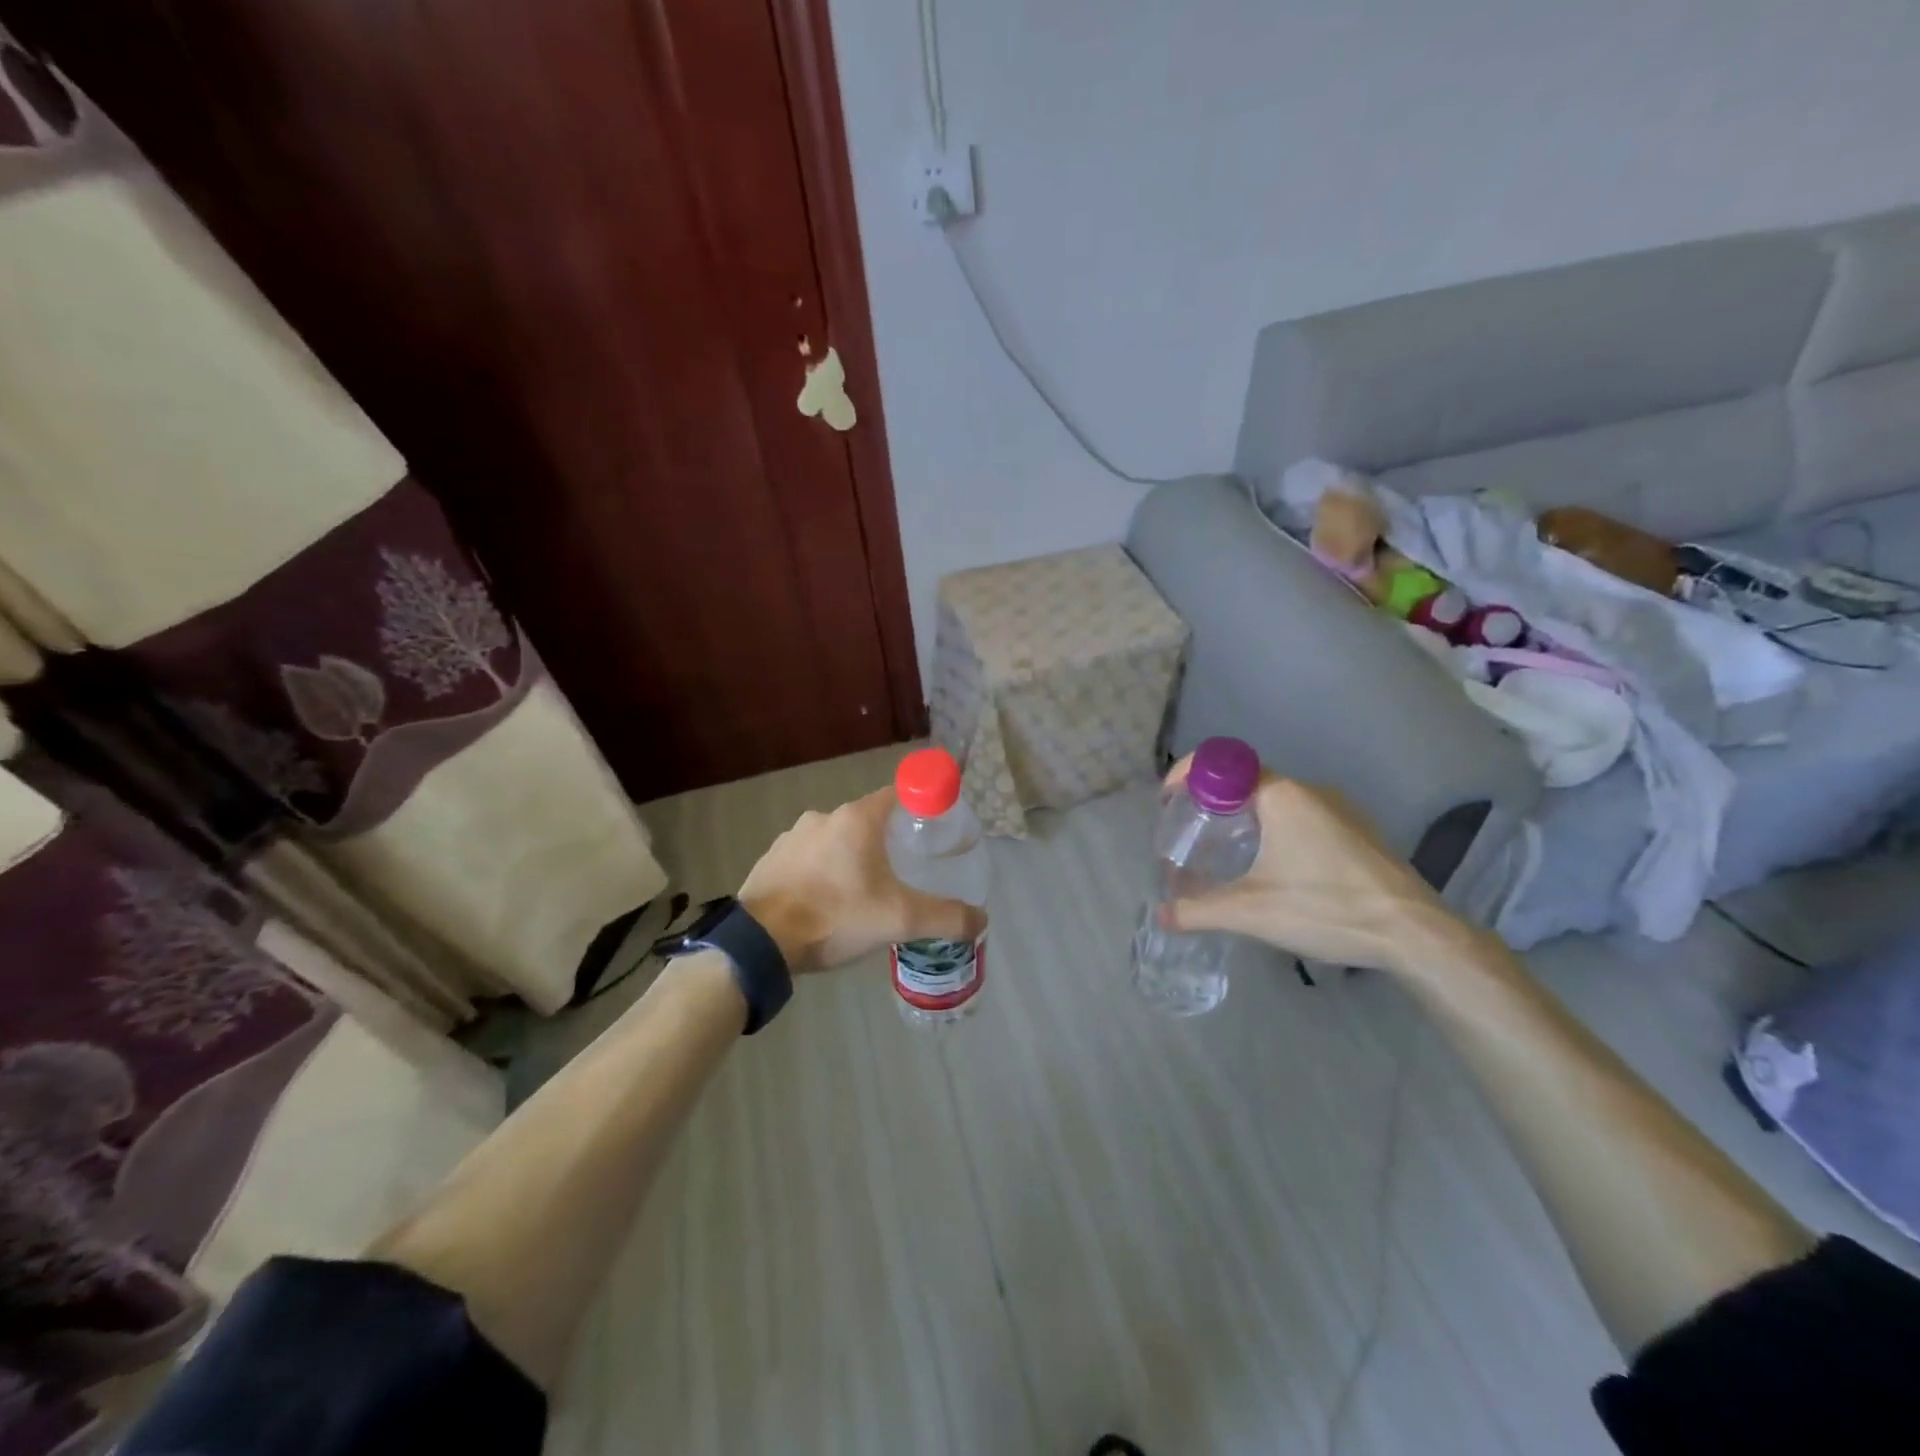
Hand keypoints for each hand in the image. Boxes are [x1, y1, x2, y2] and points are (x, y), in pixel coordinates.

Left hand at [738, 788, 986, 973]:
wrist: (760, 943)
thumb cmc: (835, 917)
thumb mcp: (899, 920)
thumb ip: (945, 917)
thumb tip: (981, 919)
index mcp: (857, 819)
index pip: (899, 794)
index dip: (920, 805)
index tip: (933, 827)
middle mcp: (824, 817)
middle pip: (868, 820)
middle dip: (886, 842)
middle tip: (901, 873)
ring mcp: (792, 836)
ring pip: (835, 841)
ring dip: (850, 859)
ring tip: (861, 895)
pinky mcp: (771, 859)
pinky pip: (807, 858)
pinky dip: (820, 872)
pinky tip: (824, 903)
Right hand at [1162, 760, 1478, 977]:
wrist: (1415, 933)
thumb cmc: (1327, 907)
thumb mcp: (1253, 913)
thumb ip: (1200, 911)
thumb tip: (1161, 916)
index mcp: (1281, 796)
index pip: (1221, 763)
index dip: (1187, 775)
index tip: (1169, 802)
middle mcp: (1310, 791)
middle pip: (1246, 781)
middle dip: (1212, 801)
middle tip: (1192, 833)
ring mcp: (1340, 809)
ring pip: (1276, 799)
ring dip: (1245, 817)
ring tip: (1226, 852)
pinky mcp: (1358, 832)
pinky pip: (1302, 816)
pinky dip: (1275, 829)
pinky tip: (1274, 868)